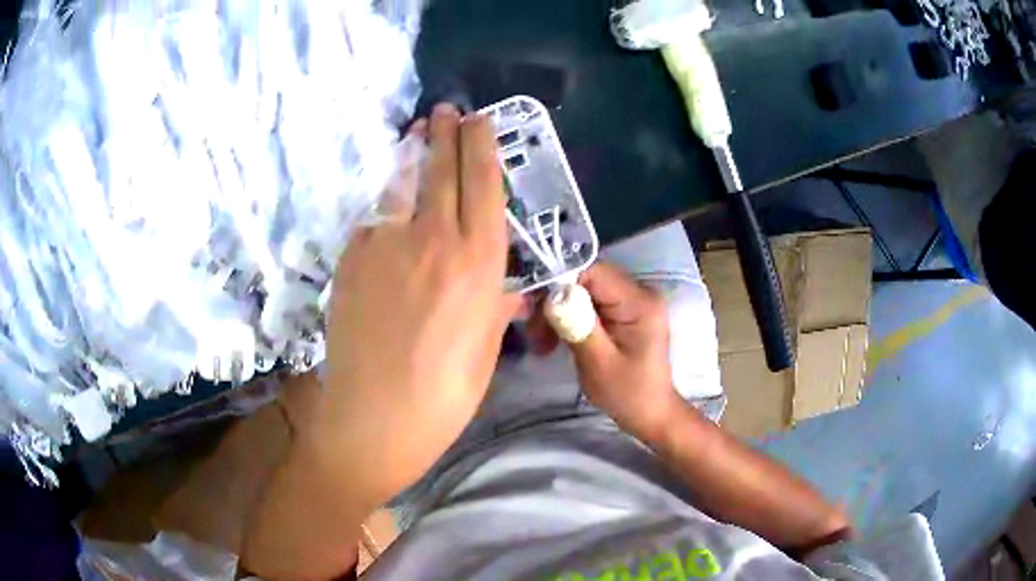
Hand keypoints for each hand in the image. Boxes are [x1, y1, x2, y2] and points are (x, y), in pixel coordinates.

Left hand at [312, 104, 520, 506]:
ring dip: (411, 154)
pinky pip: (373, 218)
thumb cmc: (444, 393)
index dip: (480, 145)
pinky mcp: (351, 259)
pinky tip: (387, 199)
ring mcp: (385, 245)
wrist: (374, 416)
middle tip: (445, 110)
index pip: (482, 184)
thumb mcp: (485, 348)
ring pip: (401, 184)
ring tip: (415, 134)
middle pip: (440, 170)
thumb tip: (502, 287)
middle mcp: (433, 240)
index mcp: (477, 263)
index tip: (478, 119)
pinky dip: (384, 201)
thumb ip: (494, 304)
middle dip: (444, 132)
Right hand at [528, 264, 679, 438]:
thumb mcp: (599, 363)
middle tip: (535, 333)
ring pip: (584, 290)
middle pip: (587, 278)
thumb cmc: (628, 394)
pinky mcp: (624, 311)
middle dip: (556, 301)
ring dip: (559, 312)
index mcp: (639, 302)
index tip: (535, 309)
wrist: (651, 413)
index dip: (560, 283)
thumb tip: (551, 294)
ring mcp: (632, 300)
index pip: (593, 271)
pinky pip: (591, 303)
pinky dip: (570, 317)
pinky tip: (557, 338)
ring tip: (543, 342)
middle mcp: (639, 292)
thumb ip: (577, 325)